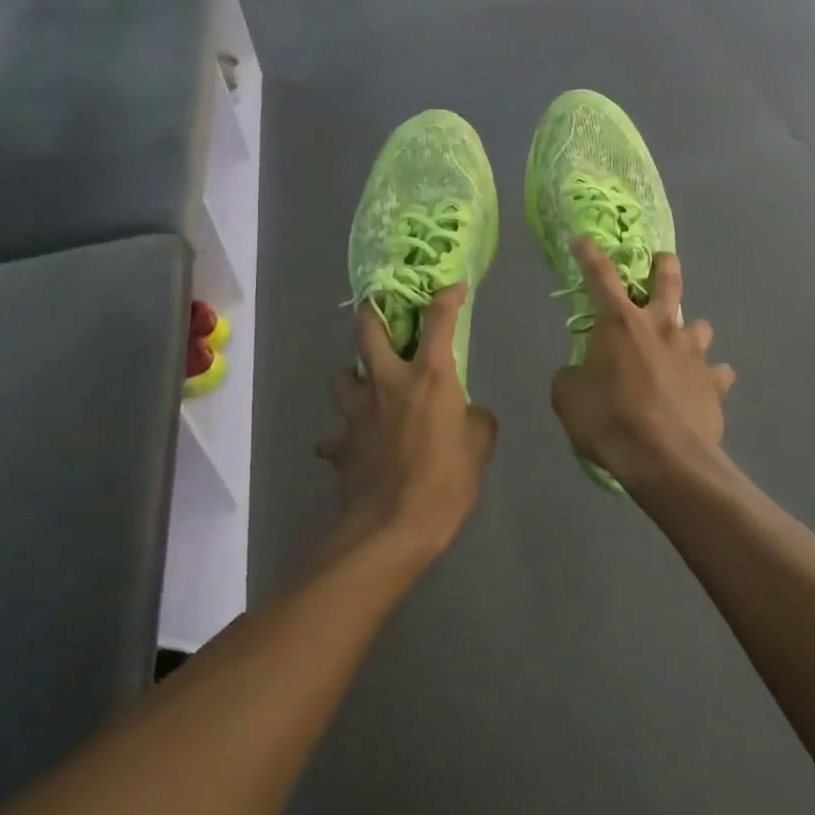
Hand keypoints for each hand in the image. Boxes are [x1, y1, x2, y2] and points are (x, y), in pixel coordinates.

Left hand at [322, 283, 495, 560]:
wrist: (393, 529)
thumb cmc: (445, 481)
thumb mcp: (479, 447)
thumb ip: (475, 419)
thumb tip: (467, 414)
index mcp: (428, 376)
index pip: (439, 320)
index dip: (447, 297)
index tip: (454, 286)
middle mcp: (387, 382)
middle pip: (367, 330)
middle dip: (372, 313)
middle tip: (381, 314)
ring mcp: (357, 412)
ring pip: (342, 375)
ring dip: (353, 375)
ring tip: (366, 386)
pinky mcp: (340, 444)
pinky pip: (335, 434)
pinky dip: (343, 436)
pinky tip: (354, 445)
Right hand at [549, 239, 735, 493]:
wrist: (664, 460)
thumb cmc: (609, 420)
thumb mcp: (568, 397)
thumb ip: (573, 376)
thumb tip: (580, 374)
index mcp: (620, 322)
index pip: (600, 275)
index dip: (588, 254)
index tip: (581, 239)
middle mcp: (660, 326)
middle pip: (668, 281)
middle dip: (664, 266)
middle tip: (663, 261)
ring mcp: (692, 353)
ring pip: (699, 326)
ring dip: (689, 331)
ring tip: (682, 343)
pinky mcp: (714, 383)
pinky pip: (718, 373)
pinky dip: (711, 377)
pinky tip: (705, 387)